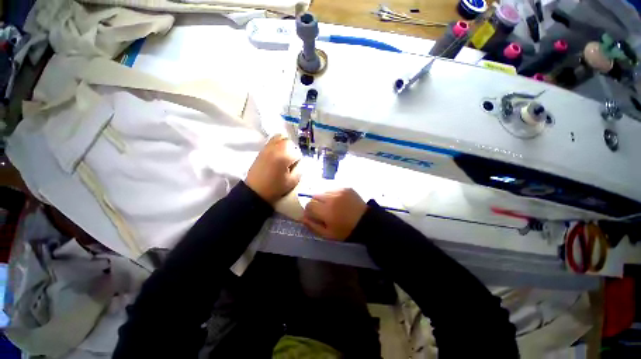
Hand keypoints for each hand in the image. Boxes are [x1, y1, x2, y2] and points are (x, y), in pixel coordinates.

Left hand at [246, 135, 301, 203]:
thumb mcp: (293, 181)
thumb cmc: (275, 187)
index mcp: (284, 156)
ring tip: (285, 155)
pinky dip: (278, 144)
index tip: (295, 167)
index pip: (298, 152)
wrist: (255, 191)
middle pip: (290, 142)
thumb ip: (300, 169)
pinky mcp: (262, 149)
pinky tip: (278, 154)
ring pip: (281, 138)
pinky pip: (272, 140)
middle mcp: (276, 148)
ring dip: (286, 145)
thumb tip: (300, 162)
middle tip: (291, 161)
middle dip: (293, 150)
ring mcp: (268, 147)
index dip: (299, 160)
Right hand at [302, 189, 367, 240]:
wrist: (366, 222)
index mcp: (326, 211)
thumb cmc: (346, 230)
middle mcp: (331, 198)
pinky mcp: (345, 187)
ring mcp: (339, 191)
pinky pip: (332, 188)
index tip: (313, 214)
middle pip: (314, 196)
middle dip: (315, 203)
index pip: (309, 205)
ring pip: (323, 191)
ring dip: (323, 197)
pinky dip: (331, 194)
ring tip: (330, 204)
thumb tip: (302, 217)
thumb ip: (313, 226)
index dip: (309, 210)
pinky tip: (337, 200)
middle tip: (322, 210)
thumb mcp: (328, 234)